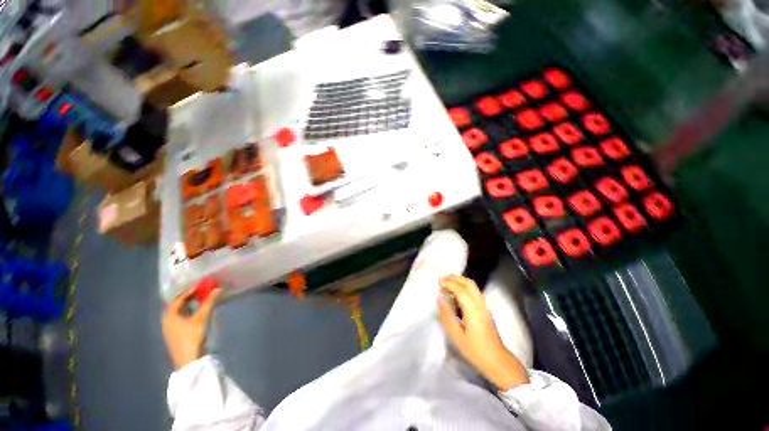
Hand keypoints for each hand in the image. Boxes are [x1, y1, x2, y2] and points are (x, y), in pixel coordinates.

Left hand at [162, 288, 221, 369]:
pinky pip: (181, 318)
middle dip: (190, 297)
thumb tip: (218, 288)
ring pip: (180, 312)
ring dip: (190, 305)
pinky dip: (189, 312)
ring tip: (202, 300)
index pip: (179, 298)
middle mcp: (167, 320)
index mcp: (170, 315)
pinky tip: (197, 313)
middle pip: (178, 305)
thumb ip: (210, 302)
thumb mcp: (202, 317)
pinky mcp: (176, 335)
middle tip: (202, 291)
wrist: (189, 360)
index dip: (190, 290)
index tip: (202, 285)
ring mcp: (170, 329)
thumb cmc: (192, 336)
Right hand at [438, 275, 528, 390]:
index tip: (438, 283)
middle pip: (469, 283)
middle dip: (455, 278)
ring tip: (447, 285)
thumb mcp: (457, 336)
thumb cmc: (475, 350)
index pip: (461, 290)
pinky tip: (456, 294)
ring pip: (473, 287)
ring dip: (459, 282)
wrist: (497, 361)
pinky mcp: (485, 310)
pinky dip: (463, 287)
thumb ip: (447, 315)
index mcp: (473, 310)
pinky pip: (474, 292)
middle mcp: (480, 304)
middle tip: (442, 280)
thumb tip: (440, 299)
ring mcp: (484, 306)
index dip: (449, 283)